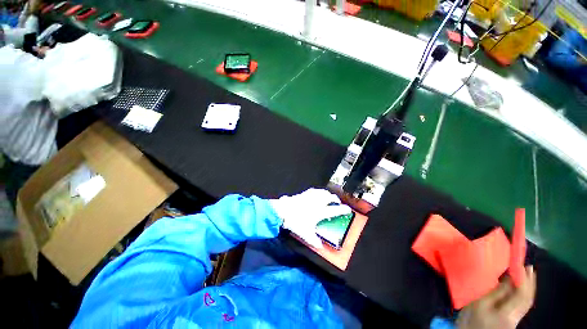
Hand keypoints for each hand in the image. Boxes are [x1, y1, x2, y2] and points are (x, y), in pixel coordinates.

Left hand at [270, 188, 351, 248]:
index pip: (335, 210)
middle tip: (337, 203)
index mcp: (320, 212)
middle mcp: (317, 202)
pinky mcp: (304, 193)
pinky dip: (318, 192)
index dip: (343, 209)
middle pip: (330, 197)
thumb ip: (314, 240)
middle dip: (336, 199)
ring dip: (328, 194)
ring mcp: (311, 196)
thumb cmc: (295, 222)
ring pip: (323, 192)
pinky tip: (317, 193)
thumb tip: (320, 246)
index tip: (348, 210)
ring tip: (329, 197)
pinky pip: (314, 190)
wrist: (283, 210)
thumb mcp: (305, 234)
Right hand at [457, 266, 536, 328]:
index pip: (522, 295)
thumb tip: (510, 278)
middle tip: (528, 266)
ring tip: (527, 273)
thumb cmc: (472, 318)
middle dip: (530, 282)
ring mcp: (516, 319)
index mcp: (507, 314)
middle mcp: (516, 317)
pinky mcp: (513, 319)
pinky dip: (523, 293)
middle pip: (527, 299)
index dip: (524, 279)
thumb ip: (496, 293)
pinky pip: (522, 304)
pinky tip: (519, 287)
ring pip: (526, 302)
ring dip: (528, 287)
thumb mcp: (479, 305)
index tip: (522, 264)